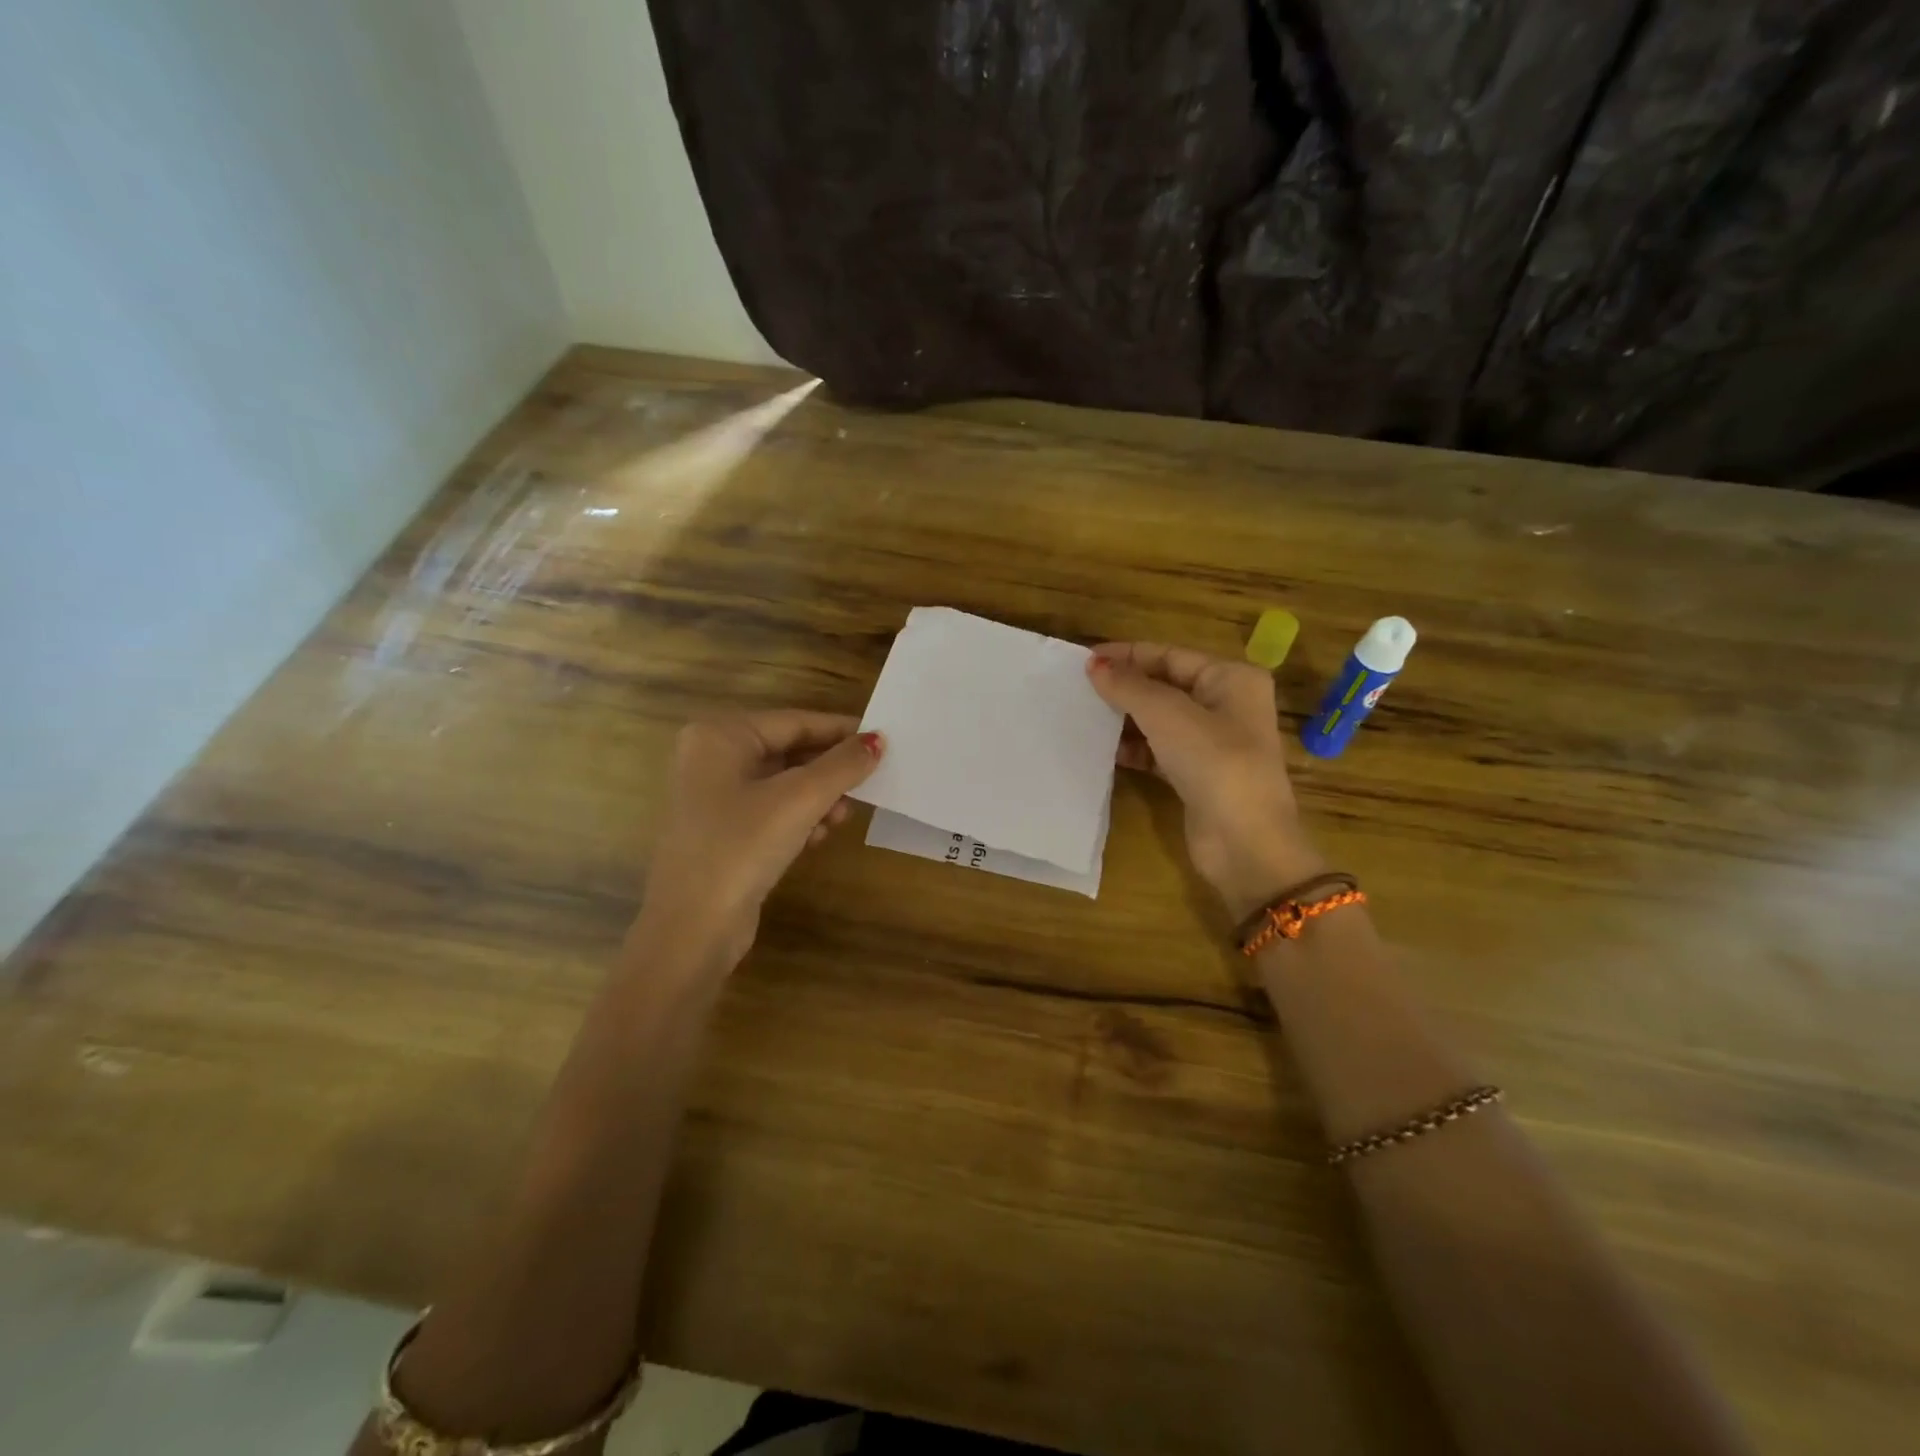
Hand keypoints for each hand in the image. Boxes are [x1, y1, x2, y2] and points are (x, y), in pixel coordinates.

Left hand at [635, 711, 882, 967]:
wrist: (693, 929)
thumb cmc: (742, 846)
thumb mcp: (800, 799)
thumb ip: (843, 765)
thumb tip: (878, 740)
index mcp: (720, 736)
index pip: (794, 721)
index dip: (841, 731)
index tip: (884, 740)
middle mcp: (711, 758)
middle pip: (788, 751)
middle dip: (829, 771)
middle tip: (869, 783)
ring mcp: (713, 797)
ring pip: (783, 783)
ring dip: (818, 798)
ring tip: (842, 817)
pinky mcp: (722, 831)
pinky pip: (771, 811)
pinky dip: (799, 819)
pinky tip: (818, 837)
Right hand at [1087, 642, 1324, 916]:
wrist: (1245, 843)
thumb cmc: (1214, 764)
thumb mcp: (1168, 716)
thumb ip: (1129, 687)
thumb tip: (1095, 665)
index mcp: (1231, 679)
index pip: (1170, 655)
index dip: (1127, 655)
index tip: (1085, 659)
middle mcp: (1226, 705)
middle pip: (1165, 685)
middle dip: (1125, 686)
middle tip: (1078, 688)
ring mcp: (1213, 743)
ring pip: (1160, 720)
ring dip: (1126, 718)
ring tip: (1084, 716)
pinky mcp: (1197, 775)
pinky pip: (1159, 751)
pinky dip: (1134, 748)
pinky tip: (1104, 750)